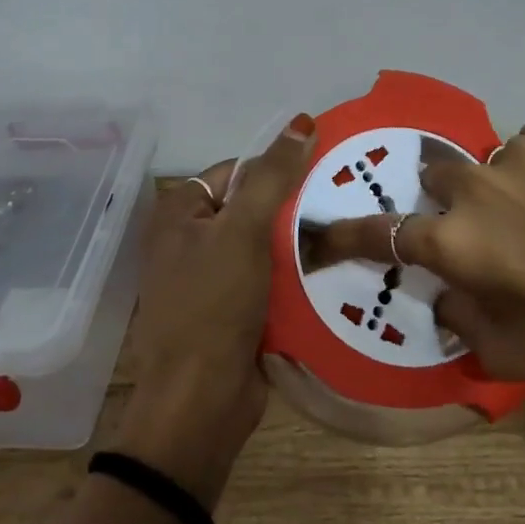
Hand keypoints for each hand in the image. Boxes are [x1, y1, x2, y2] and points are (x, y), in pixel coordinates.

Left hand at [116, 114, 316, 506]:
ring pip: (265, 245)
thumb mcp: (242, 231)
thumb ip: (272, 176)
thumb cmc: (213, 306)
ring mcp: (212, 278)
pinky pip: (269, 279)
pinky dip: (294, 275)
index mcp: (179, 212)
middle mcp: (190, 240)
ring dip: (299, 243)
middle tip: (340, 206)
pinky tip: (331, 270)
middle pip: (252, 207)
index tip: (322, 176)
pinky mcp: (234, 310)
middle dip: (293, 209)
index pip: (235, 170)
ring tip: (345, 233)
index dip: (276, 170)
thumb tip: (302, 121)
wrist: (200, 402)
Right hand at [312, 110, 524, 388]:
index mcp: (457, 243)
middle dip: (457, 204)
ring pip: (495, 160)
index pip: (383, 232)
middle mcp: (478, 187)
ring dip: (512, 185)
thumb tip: (442, 290)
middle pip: (440, 181)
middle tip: (499, 230)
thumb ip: (457, 320)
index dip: (350, 232)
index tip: (325, 226)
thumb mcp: (508, 356)